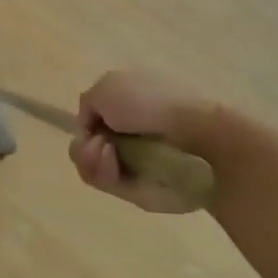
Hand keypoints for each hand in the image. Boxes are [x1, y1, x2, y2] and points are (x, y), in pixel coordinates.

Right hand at [68, 70, 212, 215]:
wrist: (194, 135)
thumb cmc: (149, 102)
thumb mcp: (106, 87)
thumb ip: (88, 105)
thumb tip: (90, 129)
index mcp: (127, 109)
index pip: (92, 124)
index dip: (85, 126)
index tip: (90, 126)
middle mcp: (128, 137)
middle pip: (87, 148)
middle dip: (83, 147)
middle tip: (96, 144)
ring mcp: (134, 165)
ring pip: (92, 168)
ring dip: (90, 159)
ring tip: (106, 153)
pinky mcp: (139, 190)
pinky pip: (107, 184)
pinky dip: (103, 172)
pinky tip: (113, 163)